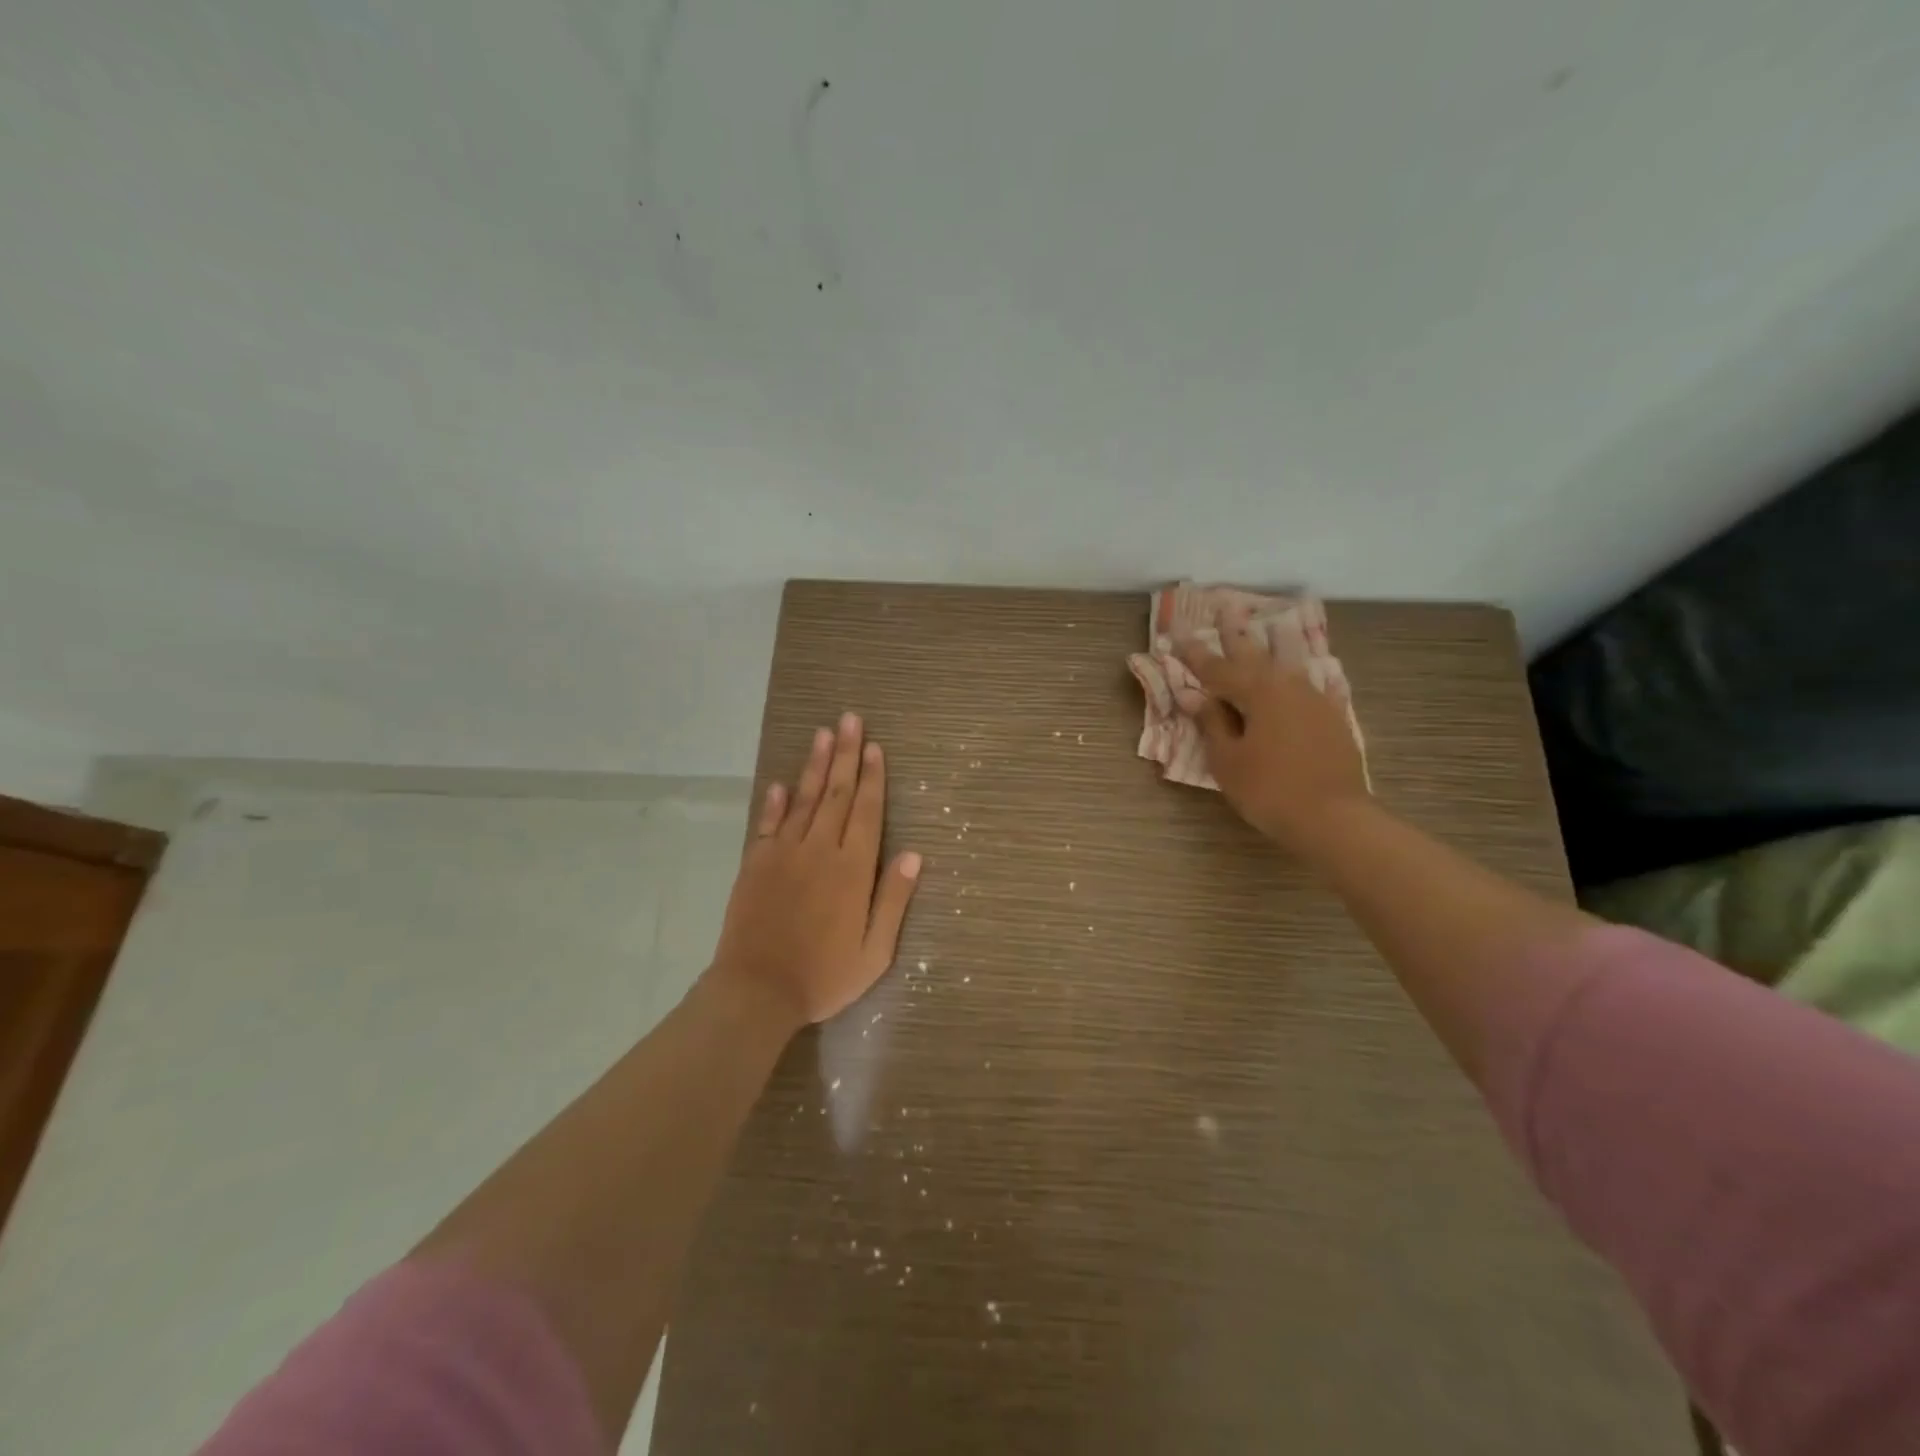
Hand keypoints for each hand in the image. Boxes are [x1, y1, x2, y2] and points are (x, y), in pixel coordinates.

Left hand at [710, 713, 921, 1027]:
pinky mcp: (755, 863)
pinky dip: (775, 801)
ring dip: (816, 765)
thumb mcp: (874, 951)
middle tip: (850, 720)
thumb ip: (893, 899)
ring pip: (804, 799)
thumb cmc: (824, 975)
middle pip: (837, 794)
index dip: (874, 777)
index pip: (867, 811)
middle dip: (846, 754)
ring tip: (824, 733)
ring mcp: (784, 853)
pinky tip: (781, 782)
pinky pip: (768, 823)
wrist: (756, 991)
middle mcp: (819, 850)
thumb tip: (914, 854)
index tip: (876, 747)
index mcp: (852, 869)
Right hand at [1175, 610, 1368, 853]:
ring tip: (1270, 626)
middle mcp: (1287, 686)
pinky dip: (1306, 676)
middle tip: (1225, 608)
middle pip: (1255, 655)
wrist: (1333, 818)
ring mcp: (1314, 700)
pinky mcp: (1332, 718)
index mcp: (1257, 692)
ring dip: (1273, 645)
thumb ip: (1212, 722)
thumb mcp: (1228, 759)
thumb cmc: (1269, 789)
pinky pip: (1314, 686)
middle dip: (1236, 634)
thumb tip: (1194, 695)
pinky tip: (1311, 673)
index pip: (1216, 668)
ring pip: (1288, 664)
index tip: (1176, 631)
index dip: (1193, 652)